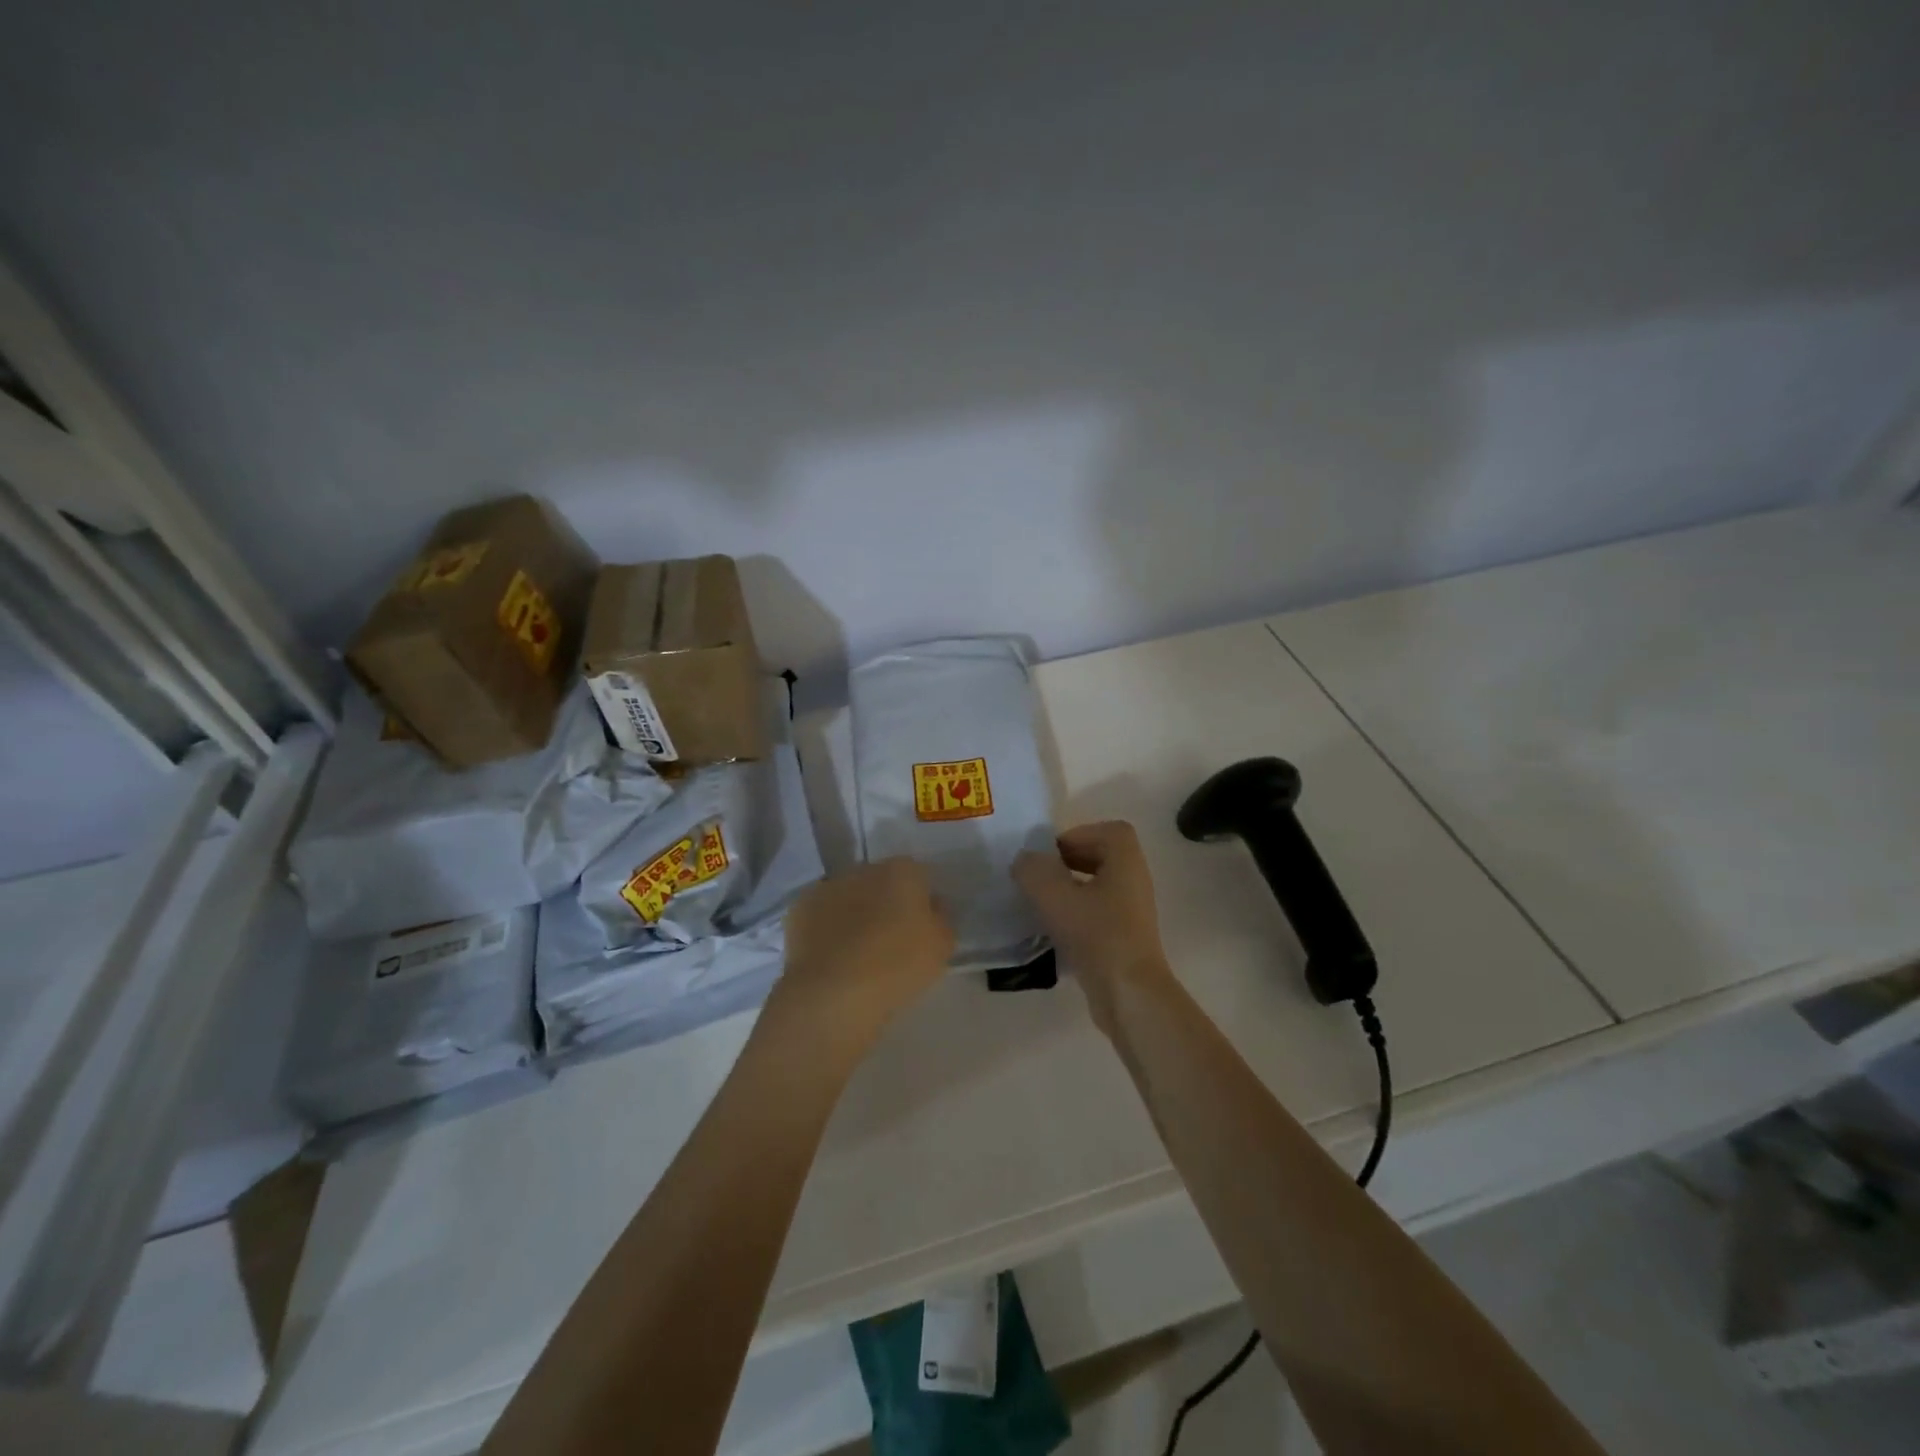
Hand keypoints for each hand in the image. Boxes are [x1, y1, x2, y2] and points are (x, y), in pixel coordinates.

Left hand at [771, 858, 953, 1047]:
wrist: (834, 993)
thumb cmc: (898, 966)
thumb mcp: (942, 946)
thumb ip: (940, 917)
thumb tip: (931, 906)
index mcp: (903, 871)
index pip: (918, 876)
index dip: (921, 900)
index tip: (921, 927)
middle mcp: (864, 869)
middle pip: (881, 881)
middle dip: (885, 901)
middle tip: (890, 938)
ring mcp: (828, 886)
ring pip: (848, 895)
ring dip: (854, 912)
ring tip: (857, 951)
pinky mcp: (799, 908)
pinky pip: (821, 914)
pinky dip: (826, 928)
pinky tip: (831, 955)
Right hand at [1014, 821, 1173, 1034]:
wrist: (1129, 994)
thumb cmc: (1097, 935)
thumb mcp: (1056, 897)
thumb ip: (1034, 871)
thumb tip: (1025, 860)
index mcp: (1126, 862)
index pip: (1108, 831)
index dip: (1078, 835)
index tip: (1051, 853)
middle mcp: (1134, 881)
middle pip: (1102, 857)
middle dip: (1068, 861)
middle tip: (1040, 876)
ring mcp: (1132, 912)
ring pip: (1097, 887)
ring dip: (1069, 889)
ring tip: (1040, 902)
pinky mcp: (1124, 939)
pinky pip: (1097, 913)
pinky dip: (1075, 914)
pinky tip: (1051, 931)